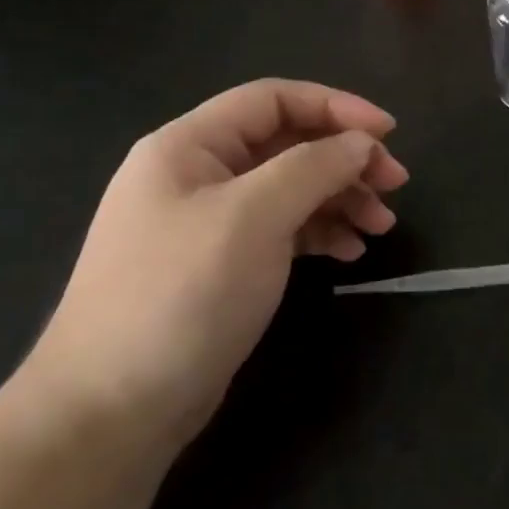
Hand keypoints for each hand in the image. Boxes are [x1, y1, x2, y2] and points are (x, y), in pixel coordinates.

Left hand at [21, 80, 406, 454]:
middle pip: (288, 143)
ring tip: (381, 226)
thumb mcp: (253, 217)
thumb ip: (314, 167)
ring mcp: (210, 221)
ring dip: (340, 198)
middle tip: (396, 185)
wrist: (112, 410)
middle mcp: (198, 173)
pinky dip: (320, 232)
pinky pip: (283, 228)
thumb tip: (362, 143)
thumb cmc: (181, 294)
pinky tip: (350, 253)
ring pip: (291, 187)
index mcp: (190, 145)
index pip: (273, 99)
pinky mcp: (223, 263)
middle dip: (346, 158)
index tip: (389, 133)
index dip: (336, 106)